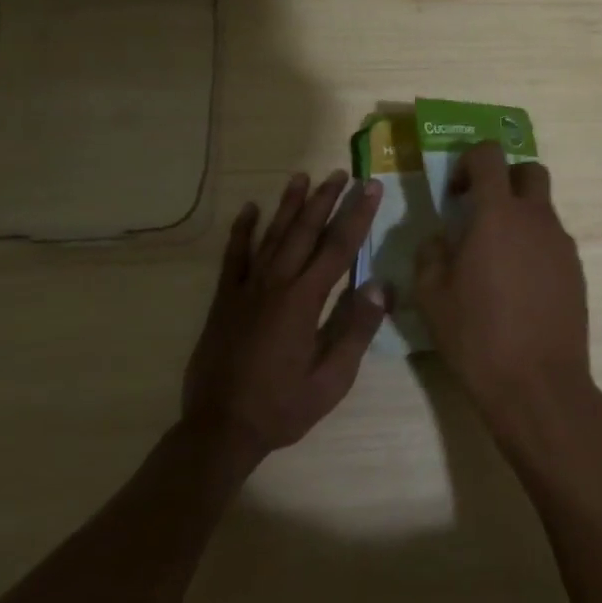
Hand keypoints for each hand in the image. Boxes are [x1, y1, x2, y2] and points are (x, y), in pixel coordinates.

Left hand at [180, 170, 386, 469]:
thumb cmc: (283, 406)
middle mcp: (276, 284)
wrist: (220, 429)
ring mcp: (247, 289)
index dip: (357, 215)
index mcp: (305, 301)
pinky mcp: (225, 299)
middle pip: (305, 231)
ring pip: (271, 235)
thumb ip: (357, 330)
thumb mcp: (332, 379)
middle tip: (341, 173)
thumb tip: (381, 286)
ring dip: (289, 205)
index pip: (338, 247)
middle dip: (326, 199)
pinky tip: (249, 209)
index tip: (370, 187)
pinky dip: (241, 231)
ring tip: (302, 176)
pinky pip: (234, 257)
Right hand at [413, 142, 594, 444]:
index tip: (455, 194)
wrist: (538, 385)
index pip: (490, 156)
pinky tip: (518, 287)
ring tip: (496, 260)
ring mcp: (562, 244)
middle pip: (529, 171)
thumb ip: (430, 255)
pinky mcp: (577, 271)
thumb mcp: (432, 297)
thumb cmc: (478, 336)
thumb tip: (439, 239)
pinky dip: (534, 247)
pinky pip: (553, 242)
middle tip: (481, 213)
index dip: (469, 162)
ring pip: (543, 209)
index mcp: (498, 215)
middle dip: (504, 179)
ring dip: (519, 217)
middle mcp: (537, 219)